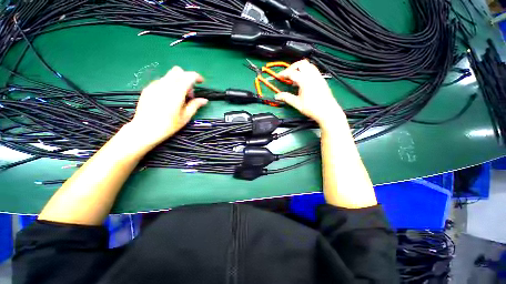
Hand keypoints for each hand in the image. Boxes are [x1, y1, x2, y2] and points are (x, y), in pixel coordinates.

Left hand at [126, 66, 207, 147]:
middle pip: (178, 71)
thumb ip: (195, 105)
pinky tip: (168, 98)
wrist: (145, 129)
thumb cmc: (168, 125)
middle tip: (189, 93)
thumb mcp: (185, 117)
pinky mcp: (148, 88)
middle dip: (187, 78)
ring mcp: (154, 85)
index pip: (189, 76)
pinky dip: (169, 85)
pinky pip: (161, 81)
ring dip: (178, 82)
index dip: (197, 77)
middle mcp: (165, 85)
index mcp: (176, 92)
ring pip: (169, 75)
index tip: (201, 83)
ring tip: (179, 97)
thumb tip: (204, 100)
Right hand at [275, 60, 345, 126]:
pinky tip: (303, 82)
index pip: (292, 72)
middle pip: (301, 63)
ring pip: (309, 65)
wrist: (327, 111)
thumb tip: (278, 96)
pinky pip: (313, 70)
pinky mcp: (322, 80)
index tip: (279, 76)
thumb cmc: (313, 108)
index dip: (284, 73)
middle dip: (293, 67)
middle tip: (287, 74)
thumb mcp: (297, 104)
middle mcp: (313, 76)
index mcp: (305, 81)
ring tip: (295, 78)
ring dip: (300, 68)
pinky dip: (306, 72)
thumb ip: (286, 98)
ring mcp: (318, 77)